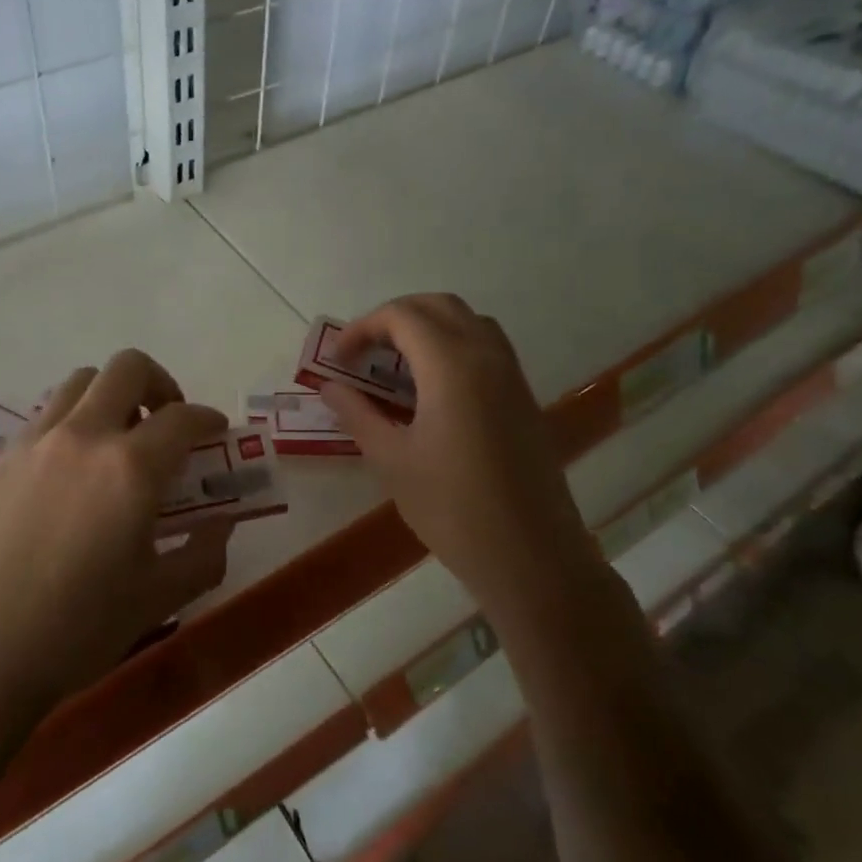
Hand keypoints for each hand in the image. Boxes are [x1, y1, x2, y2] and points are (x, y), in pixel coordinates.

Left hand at [0, 351, 233, 730]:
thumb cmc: (73, 633)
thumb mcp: (156, 600)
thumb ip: (202, 556)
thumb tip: (221, 526)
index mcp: (129, 469)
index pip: (182, 418)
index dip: (207, 419)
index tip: (215, 432)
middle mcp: (82, 437)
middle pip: (127, 369)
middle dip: (159, 383)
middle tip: (166, 422)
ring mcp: (33, 443)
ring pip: (79, 384)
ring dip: (110, 397)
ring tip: (116, 443)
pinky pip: (44, 418)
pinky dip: (71, 425)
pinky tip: (69, 476)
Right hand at [319, 294, 592, 604]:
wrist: (531, 555)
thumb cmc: (453, 508)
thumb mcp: (392, 460)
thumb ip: (357, 414)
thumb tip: (330, 387)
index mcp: (452, 365)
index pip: (401, 316)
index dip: (362, 328)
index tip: (338, 359)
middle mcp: (487, 356)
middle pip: (438, 306)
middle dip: (394, 318)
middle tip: (364, 352)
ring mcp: (512, 375)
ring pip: (468, 322)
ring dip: (427, 328)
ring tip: (395, 367)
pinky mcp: (523, 397)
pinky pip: (486, 347)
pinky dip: (453, 347)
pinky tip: (431, 391)